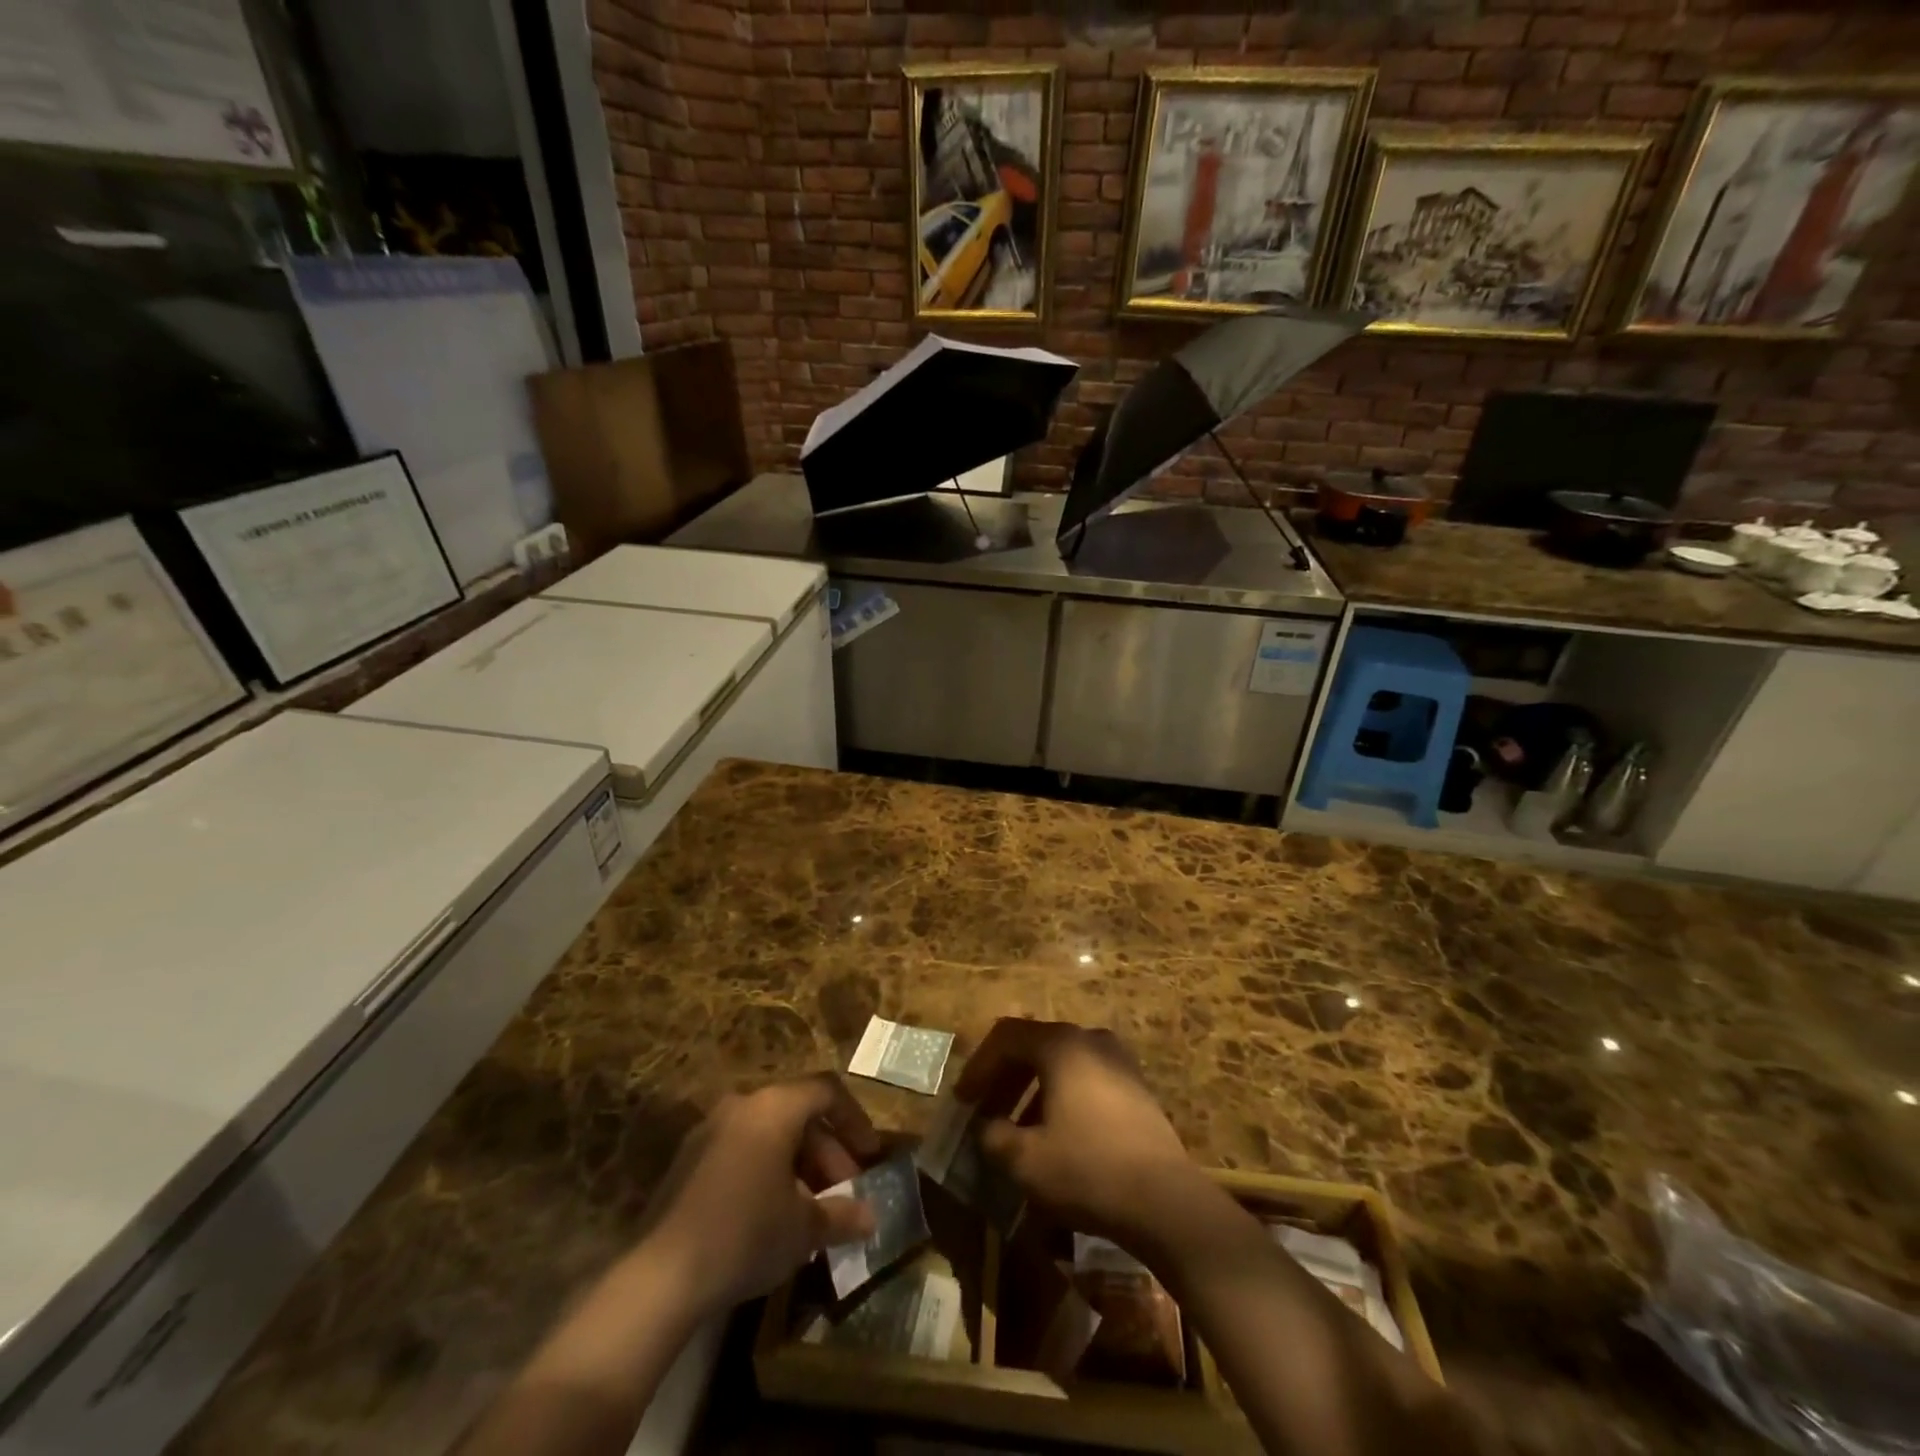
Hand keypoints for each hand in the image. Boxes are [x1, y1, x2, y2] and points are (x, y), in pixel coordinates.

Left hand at [641, 1073, 882, 1316]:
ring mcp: (710, 1130)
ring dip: (797, 1163)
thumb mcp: (804, 1228)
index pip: (827, 1091)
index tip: (870, 1156)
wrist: (660, 1277)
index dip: (855, 1119)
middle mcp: (742, 1105)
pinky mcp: (687, 1161)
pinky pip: (741, 1149)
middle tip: (843, 1191)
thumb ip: (841, 1215)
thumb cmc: (745, 1235)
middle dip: (827, 1151)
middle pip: (797, 1113)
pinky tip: (771, 1214)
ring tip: (811, 1208)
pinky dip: (766, 1170)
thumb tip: (872, 1218)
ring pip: (768, 1132)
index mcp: (774, 1107)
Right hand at [954, 1019, 1203, 1244]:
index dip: (978, 1066)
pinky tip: (1055, 1136)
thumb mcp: (1025, 1159)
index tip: (963, 1100)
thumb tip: (988, 1128)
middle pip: (1034, 1047)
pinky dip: (1060, 1099)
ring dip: (1031, 1091)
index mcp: (1061, 1045)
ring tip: (1015, 1130)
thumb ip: (994, 1137)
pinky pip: (1085, 1080)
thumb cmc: (1088, 1169)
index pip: (1006, 1037)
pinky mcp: (1136, 1088)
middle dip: (1004, 1079)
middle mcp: (1090, 1040)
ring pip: (1061, 1065)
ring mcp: (1118, 1061)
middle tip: (984, 1112)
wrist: (1165, 1201)